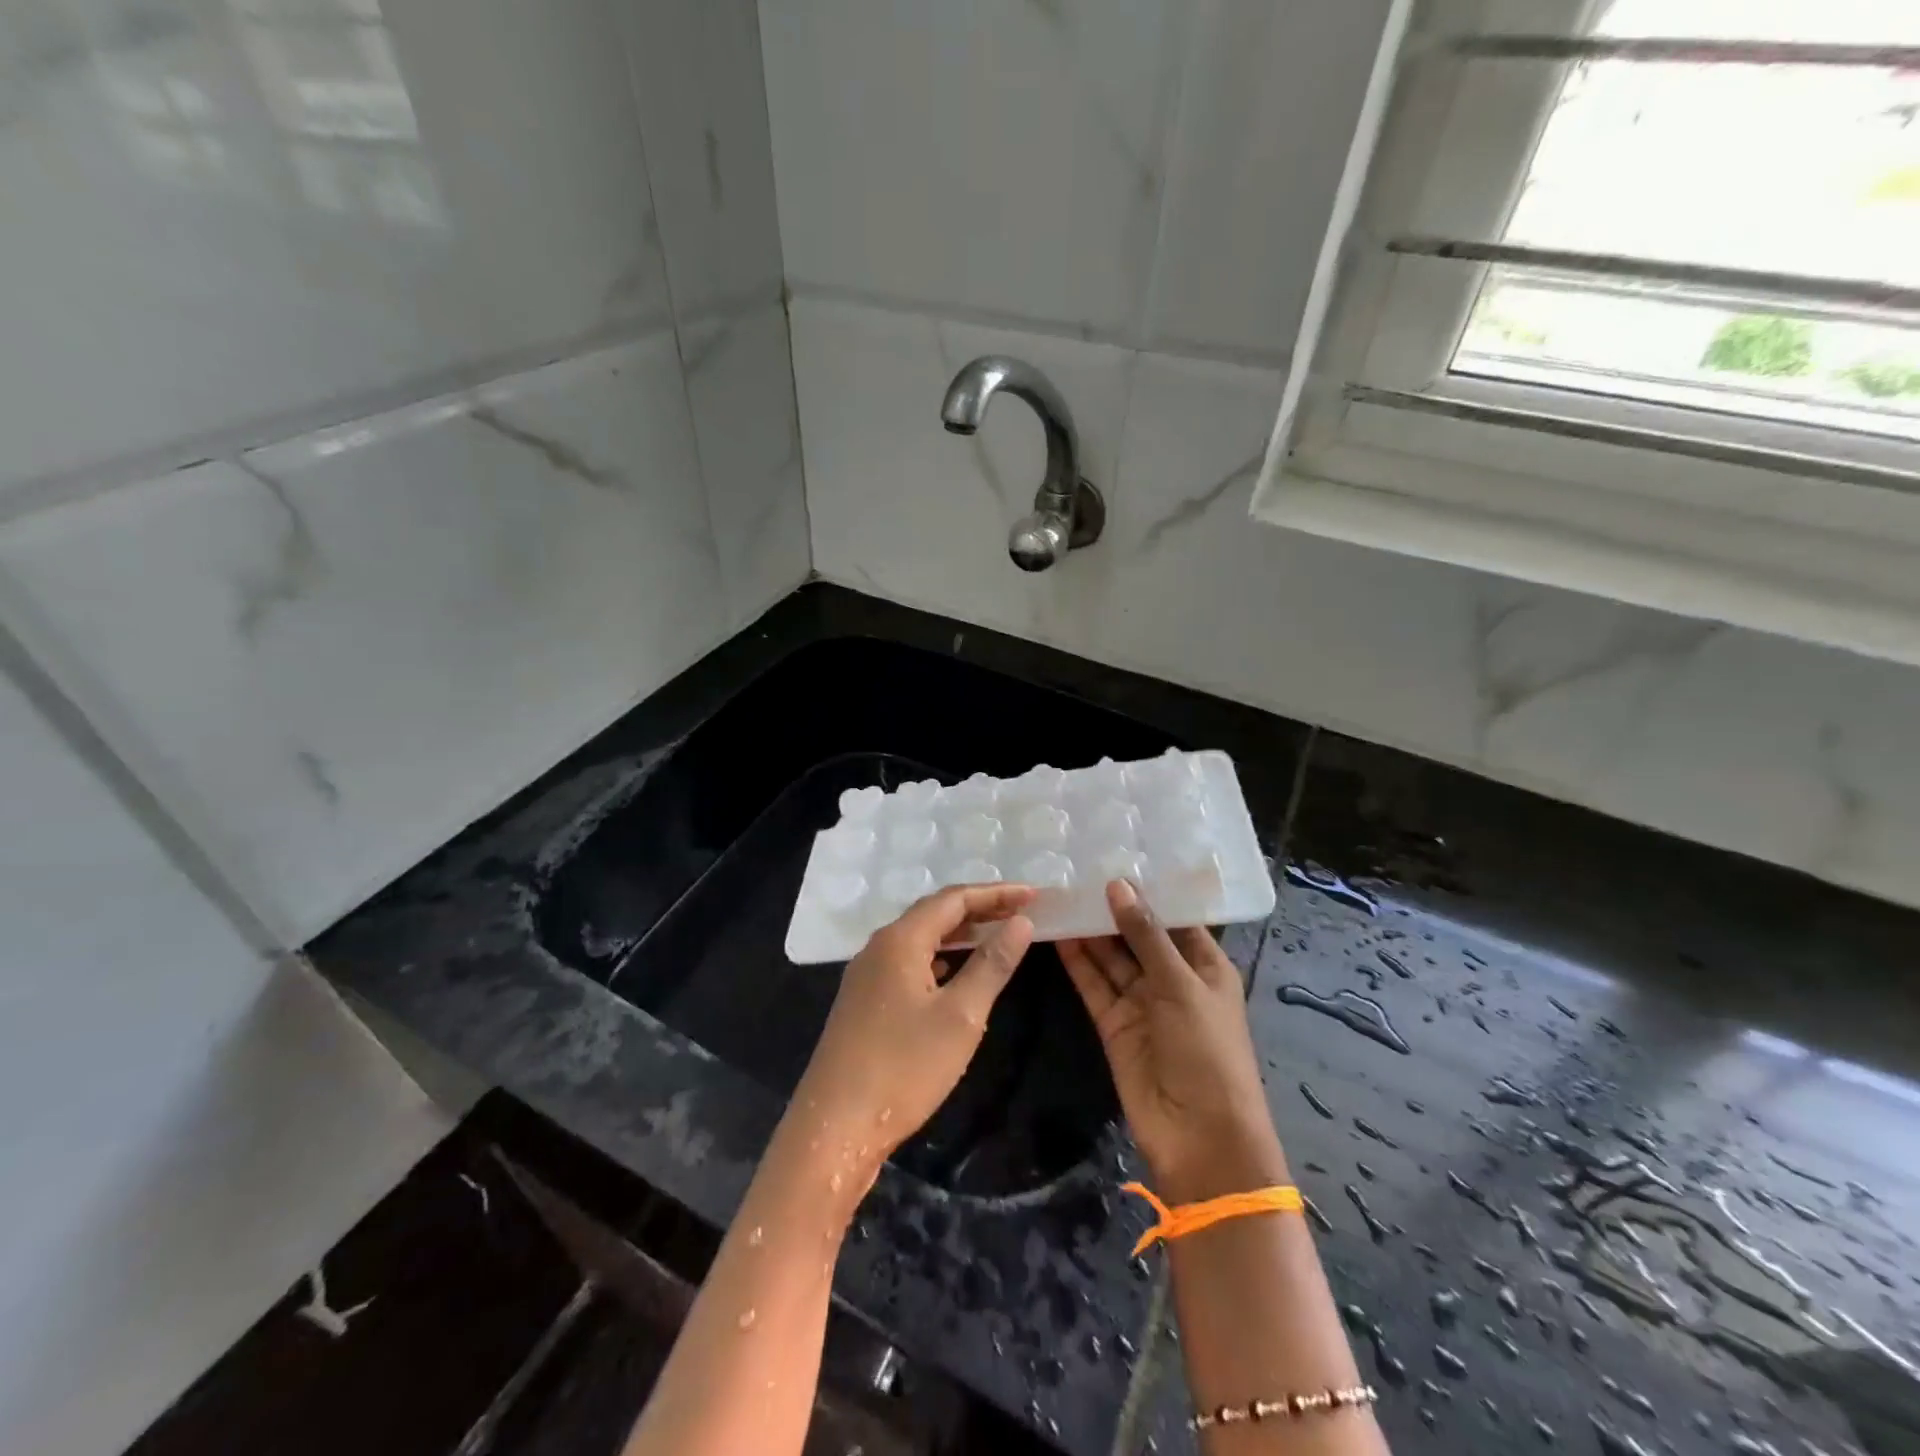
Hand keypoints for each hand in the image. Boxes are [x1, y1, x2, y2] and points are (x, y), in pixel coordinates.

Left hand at [790, 884, 1036, 1185]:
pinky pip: (908, 961)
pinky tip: (953, 971)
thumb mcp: (960, 1016)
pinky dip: (939, 957)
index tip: (1033, 895)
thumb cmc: (903, 1067)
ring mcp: (866, 974)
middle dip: (978, 909)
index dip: (996, 894)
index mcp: (900, 940)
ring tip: (995, 935)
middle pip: (934, 913)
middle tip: (1020, 912)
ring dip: (958, 933)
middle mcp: (879, 947)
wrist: (834, 1126)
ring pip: (919, 938)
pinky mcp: (863, 1000)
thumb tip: (1021, 923)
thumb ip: (992, 964)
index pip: (953, 899)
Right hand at [1060, 881, 1285, 1203]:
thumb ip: (1145, 935)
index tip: (1115, 853)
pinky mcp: (1113, 1023)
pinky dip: (1077, 961)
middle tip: (1076, 867)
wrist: (1200, 1139)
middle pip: (1137, 934)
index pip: (1173, 916)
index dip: (1147, 889)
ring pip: (1111, 957)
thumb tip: (1118, 885)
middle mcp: (1171, 978)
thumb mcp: (1181, 986)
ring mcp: (1140, 1001)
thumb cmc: (1208, 1052)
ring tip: (1060, 891)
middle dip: (1111, 906)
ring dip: (1090, 930)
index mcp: (1203, 964)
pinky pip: (1094, 984)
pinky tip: (1056, 932)